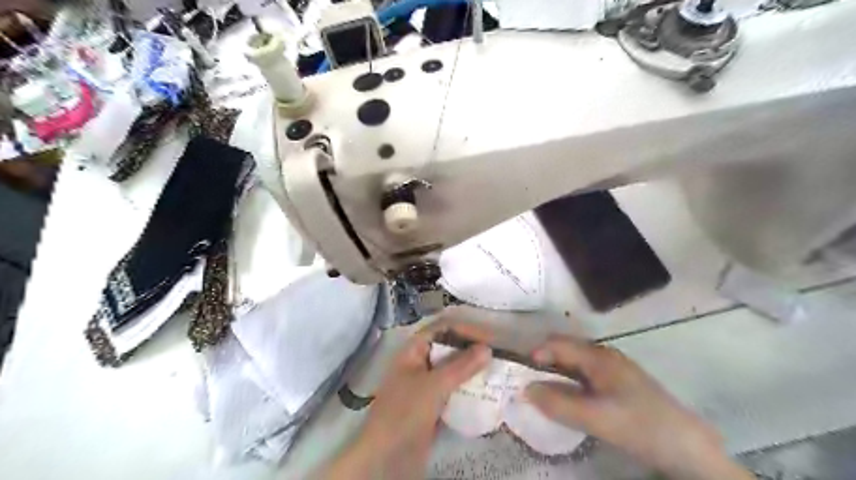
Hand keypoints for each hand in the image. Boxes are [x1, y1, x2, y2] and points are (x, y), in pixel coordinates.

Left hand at [321, 320, 491, 477]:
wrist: (386, 458)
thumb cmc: (405, 412)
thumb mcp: (434, 385)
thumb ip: (461, 366)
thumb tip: (488, 348)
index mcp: (413, 350)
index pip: (442, 329)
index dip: (465, 330)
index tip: (490, 338)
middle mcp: (418, 363)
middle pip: (448, 348)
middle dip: (471, 349)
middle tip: (497, 354)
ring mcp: (424, 385)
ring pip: (451, 370)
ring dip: (471, 369)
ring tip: (496, 370)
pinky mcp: (430, 405)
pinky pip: (452, 390)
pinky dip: (467, 388)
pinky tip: (485, 390)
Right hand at [526, 333, 750, 479]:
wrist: (686, 446)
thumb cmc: (639, 424)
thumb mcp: (595, 418)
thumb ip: (558, 404)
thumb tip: (526, 389)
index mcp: (598, 356)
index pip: (558, 343)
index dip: (537, 353)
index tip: (522, 371)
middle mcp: (604, 355)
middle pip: (566, 350)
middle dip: (545, 362)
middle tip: (529, 382)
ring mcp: (613, 368)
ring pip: (575, 363)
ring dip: (557, 373)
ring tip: (544, 391)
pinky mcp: (619, 383)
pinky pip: (585, 375)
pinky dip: (570, 382)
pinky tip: (570, 398)